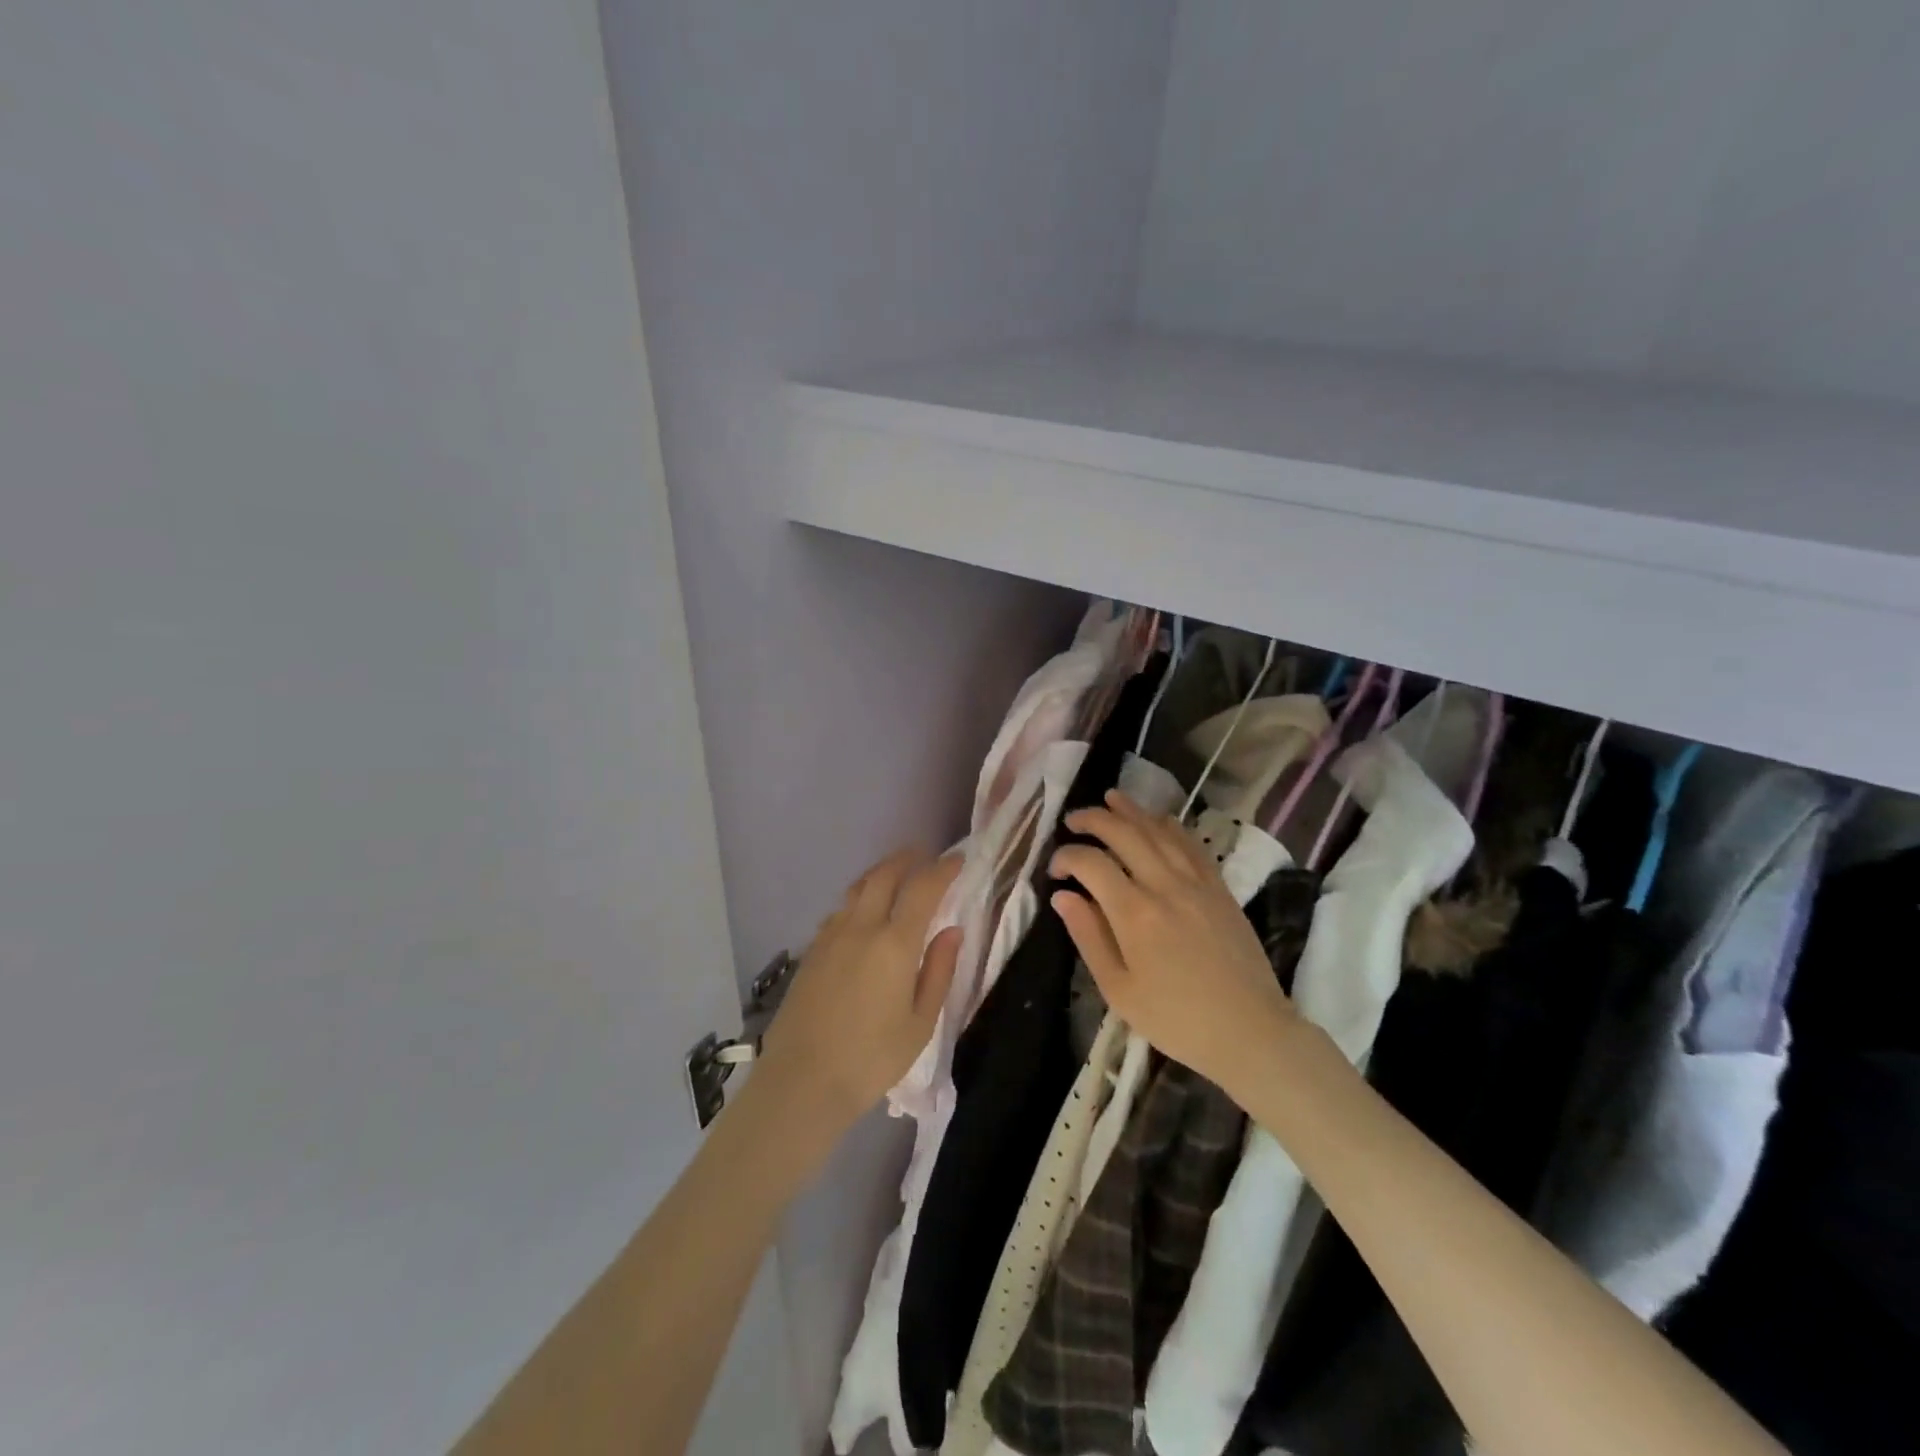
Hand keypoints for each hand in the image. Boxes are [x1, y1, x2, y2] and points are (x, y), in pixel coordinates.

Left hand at [753, 849, 962, 1135]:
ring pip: (857, 889)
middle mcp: (860, 928)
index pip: (922, 889)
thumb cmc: (871, 1059)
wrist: (801, 1082)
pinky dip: (859, 900)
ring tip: (895, 877)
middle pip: (883, 876)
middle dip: (906, 859)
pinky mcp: (811, 951)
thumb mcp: (920, 1023)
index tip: (958, 860)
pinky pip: (840, 911)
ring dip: (880, 875)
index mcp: (894, 944)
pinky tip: (864, 915)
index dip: (942, 869)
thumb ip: (938, 971)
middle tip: (923, 856)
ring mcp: (830, 937)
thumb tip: (953, 931)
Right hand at [1050, 790, 1296, 1099]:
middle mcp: (1164, 885)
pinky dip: (1170, 825)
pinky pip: (1192, 844)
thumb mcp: (1119, 990)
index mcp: (1134, 913)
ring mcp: (1196, 882)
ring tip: (1109, 799)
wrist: (1250, 1031)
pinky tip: (1158, 820)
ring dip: (1131, 811)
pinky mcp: (1219, 887)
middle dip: (1093, 819)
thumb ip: (1088, 937)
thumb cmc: (1176, 1019)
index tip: (1055, 871)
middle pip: (1124, 833)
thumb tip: (1062, 896)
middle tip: (1073, 819)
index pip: (1091, 863)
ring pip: (1159, 830)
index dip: (1066, 857)